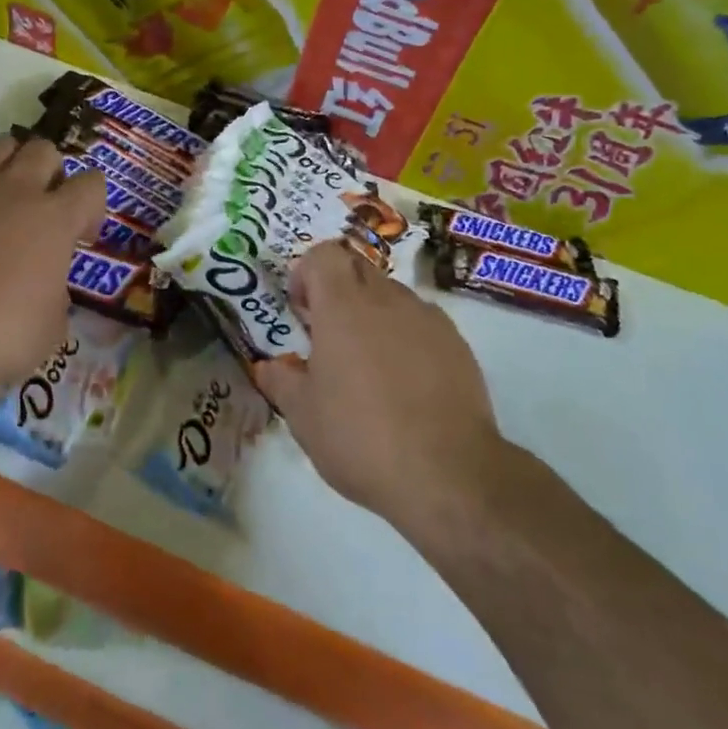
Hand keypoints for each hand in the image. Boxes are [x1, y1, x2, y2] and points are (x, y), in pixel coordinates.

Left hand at [0, 135, 105, 408]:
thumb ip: (57, 296)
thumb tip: (46, 287)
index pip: (92, 184)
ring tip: (8, 193)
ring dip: (12, 161)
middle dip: (53, 173)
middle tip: (45, 209)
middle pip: (45, 150)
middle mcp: (18, 192)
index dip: (93, 206)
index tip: (81, 237)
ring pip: (1, 143)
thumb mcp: (52, 329)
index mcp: (55, 219)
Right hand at [251, 242, 508, 533]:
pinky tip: (405, 383)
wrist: (448, 474)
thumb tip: (269, 366)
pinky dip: (406, 337)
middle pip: (357, 268)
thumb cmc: (361, 437)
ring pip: (391, 295)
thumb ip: (280, 380)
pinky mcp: (458, 344)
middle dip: (338, 291)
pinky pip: (422, 322)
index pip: (323, 254)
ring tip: (369, 366)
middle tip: (329, 337)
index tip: (302, 313)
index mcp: (343, 306)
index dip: (306, 274)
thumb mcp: (302, 416)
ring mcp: (427, 319)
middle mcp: (387, 299)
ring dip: (373, 314)